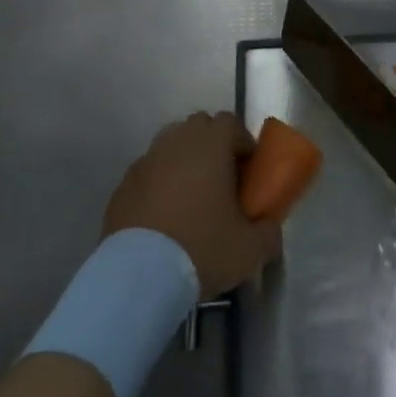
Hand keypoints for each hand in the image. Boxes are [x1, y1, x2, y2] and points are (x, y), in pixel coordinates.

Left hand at [103, 112, 281, 297]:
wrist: (138, 275)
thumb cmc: (201, 248)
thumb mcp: (249, 249)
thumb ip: (268, 233)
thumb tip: (271, 230)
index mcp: (211, 144)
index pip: (230, 122)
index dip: (242, 141)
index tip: (248, 169)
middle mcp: (177, 141)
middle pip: (199, 126)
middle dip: (212, 144)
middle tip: (222, 178)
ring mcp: (147, 160)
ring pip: (170, 144)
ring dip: (184, 159)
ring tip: (191, 195)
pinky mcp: (123, 183)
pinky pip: (148, 170)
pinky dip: (158, 181)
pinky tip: (163, 214)